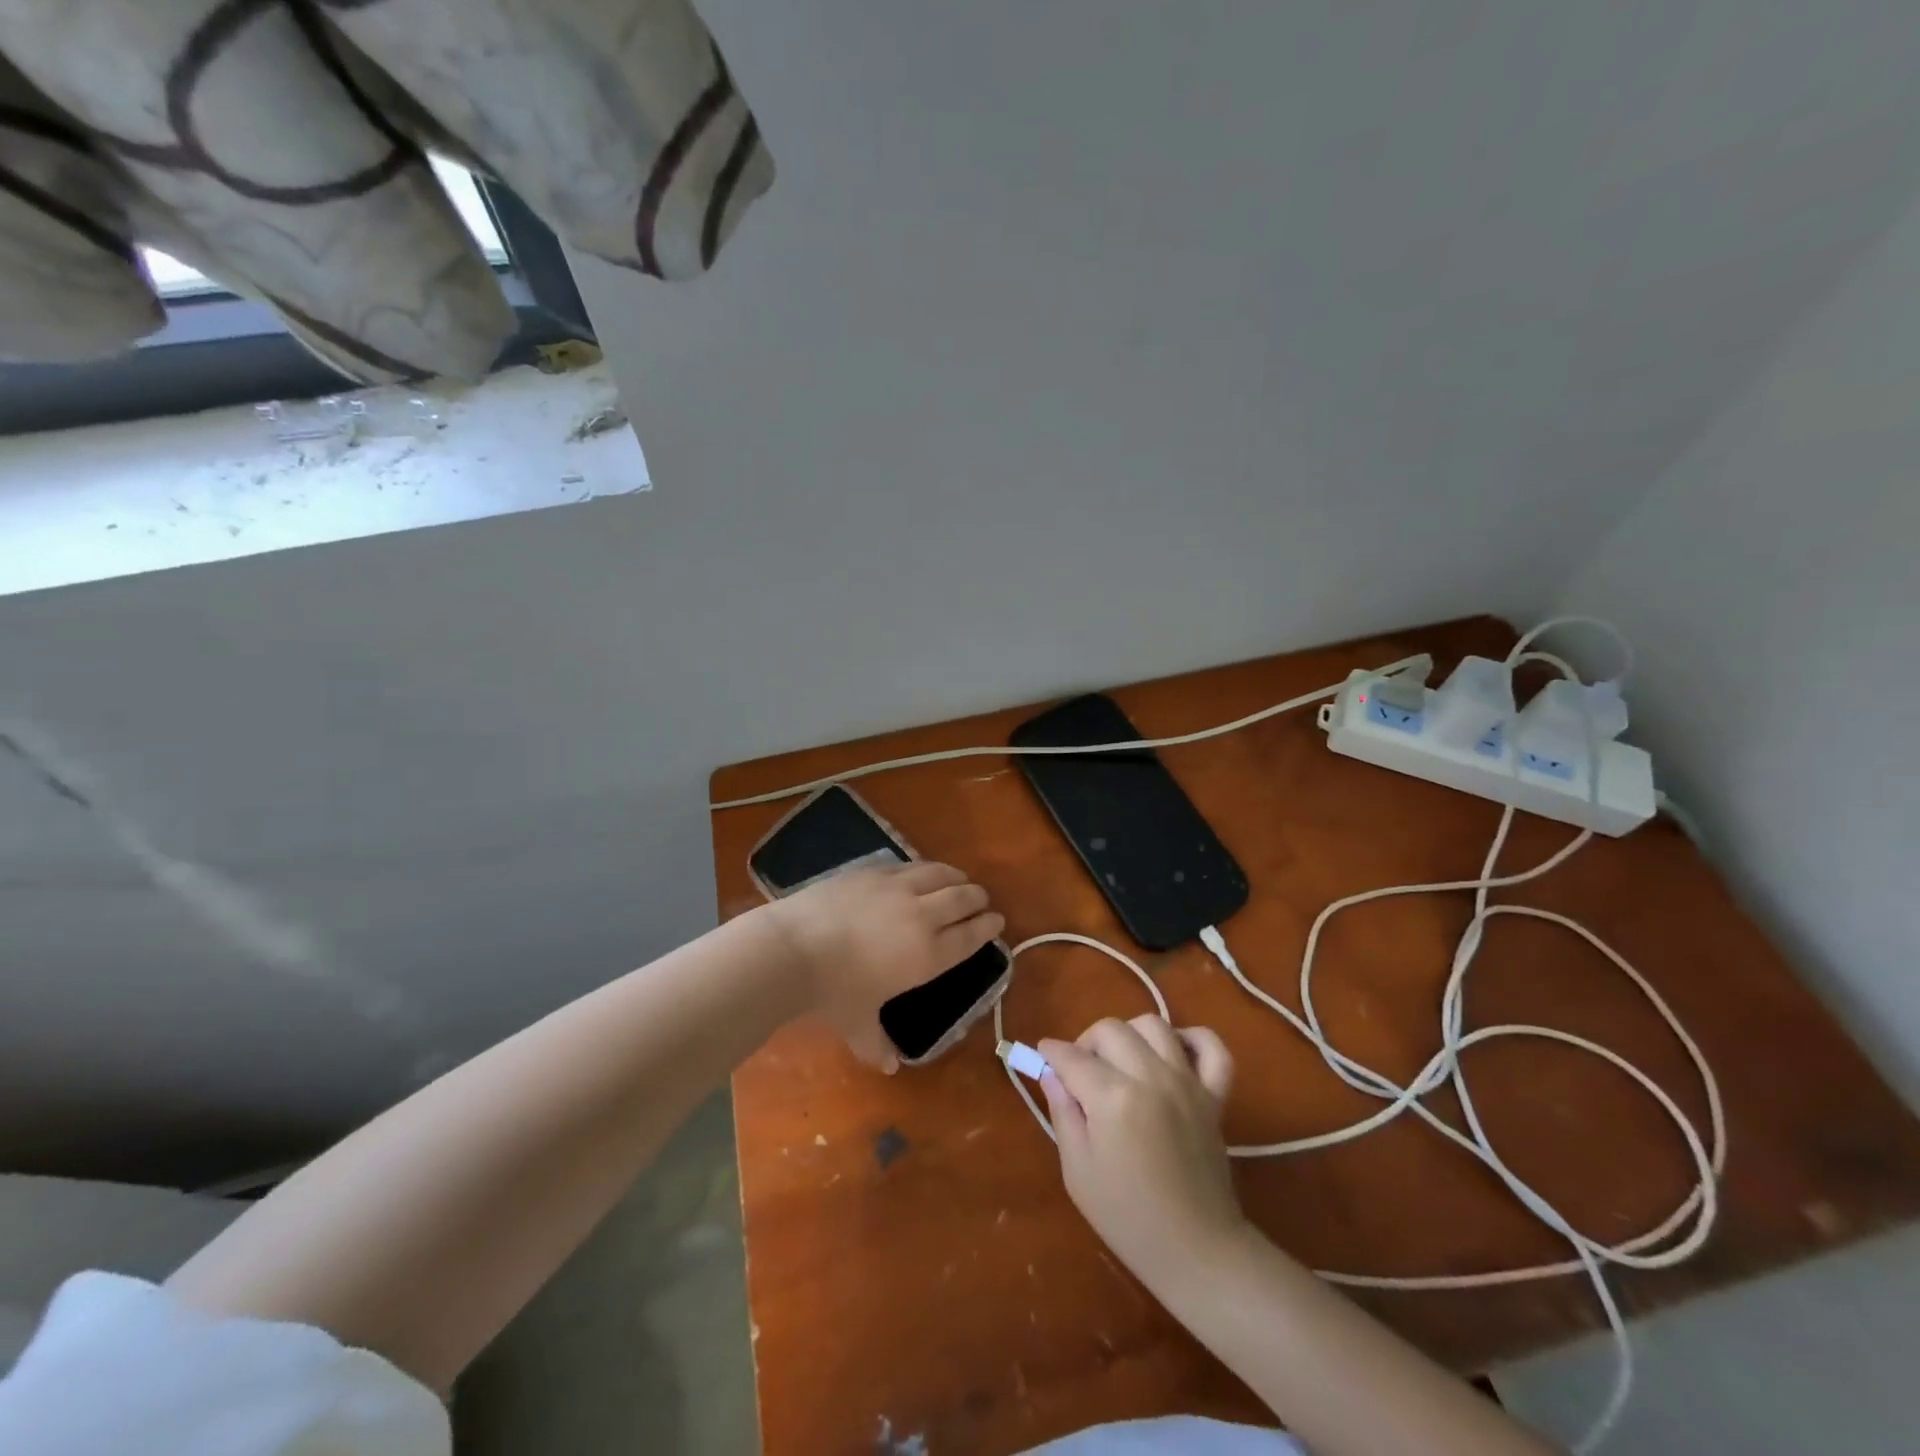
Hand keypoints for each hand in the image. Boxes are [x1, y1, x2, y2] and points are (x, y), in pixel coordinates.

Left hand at [765, 860, 1004, 1070]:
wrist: (795, 948)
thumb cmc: (832, 992)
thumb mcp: (857, 1024)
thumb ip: (876, 1043)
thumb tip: (888, 1069)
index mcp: (929, 955)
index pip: (970, 936)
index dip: (987, 926)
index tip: (997, 920)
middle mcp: (923, 916)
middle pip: (962, 898)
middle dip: (977, 898)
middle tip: (982, 899)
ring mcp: (898, 888)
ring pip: (939, 874)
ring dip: (955, 877)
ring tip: (959, 879)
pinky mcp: (874, 871)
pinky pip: (909, 865)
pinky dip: (923, 868)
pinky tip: (920, 871)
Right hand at [1039, 1015, 1246, 1288]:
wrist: (1197, 1252)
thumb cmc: (1128, 1219)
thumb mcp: (1078, 1172)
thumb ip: (1063, 1114)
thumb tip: (1052, 1074)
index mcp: (1114, 1098)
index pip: (1072, 1056)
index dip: (1051, 1053)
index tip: (1042, 1056)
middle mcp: (1151, 1077)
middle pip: (1111, 1029)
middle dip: (1086, 1043)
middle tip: (1080, 1073)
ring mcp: (1187, 1082)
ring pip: (1153, 1024)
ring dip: (1130, 1035)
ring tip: (1121, 1063)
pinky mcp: (1214, 1094)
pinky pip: (1211, 1047)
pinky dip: (1193, 1039)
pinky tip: (1173, 1052)